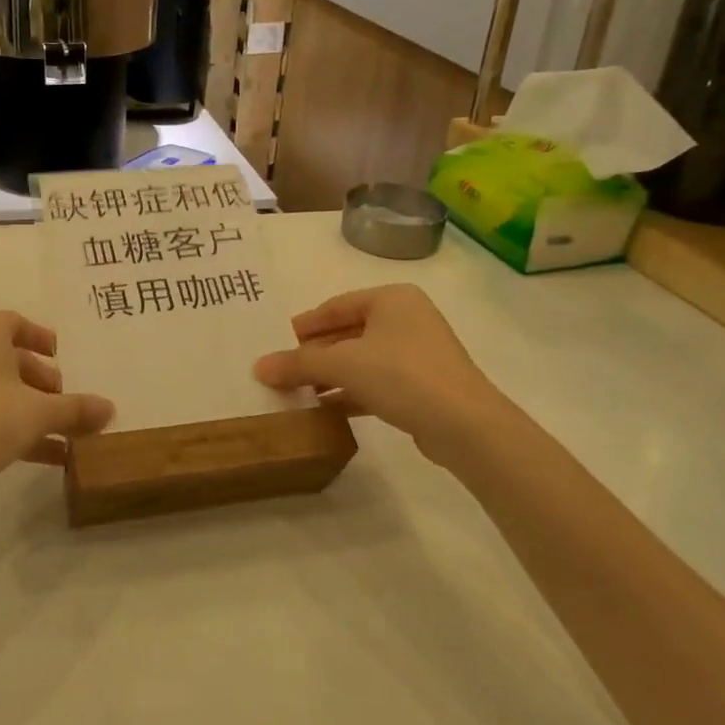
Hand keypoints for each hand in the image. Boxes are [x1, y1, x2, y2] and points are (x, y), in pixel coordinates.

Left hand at [0, 311, 113, 509]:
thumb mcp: (38, 413)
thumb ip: (76, 409)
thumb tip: (111, 408)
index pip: (17, 322)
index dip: (43, 339)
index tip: (64, 358)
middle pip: (9, 358)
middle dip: (42, 381)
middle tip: (66, 402)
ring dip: (30, 408)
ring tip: (63, 433)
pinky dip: (9, 425)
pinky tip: (44, 456)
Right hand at [253, 285, 512, 463]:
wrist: (465, 425)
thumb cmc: (402, 376)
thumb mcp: (342, 365)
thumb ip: (298, 364)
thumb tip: (258, 366)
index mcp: (391, 299)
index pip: (336, 306)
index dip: (306, 324)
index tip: (279, 341)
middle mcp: (408, 319)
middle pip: (349, 332)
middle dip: (317, 353)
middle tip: (286, 369)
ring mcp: (420, 353)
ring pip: (363, 359)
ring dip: (332, 375)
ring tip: (300, 392)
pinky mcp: (425, 386)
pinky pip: (378, 382)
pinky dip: (353, 392)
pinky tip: (328, 409)